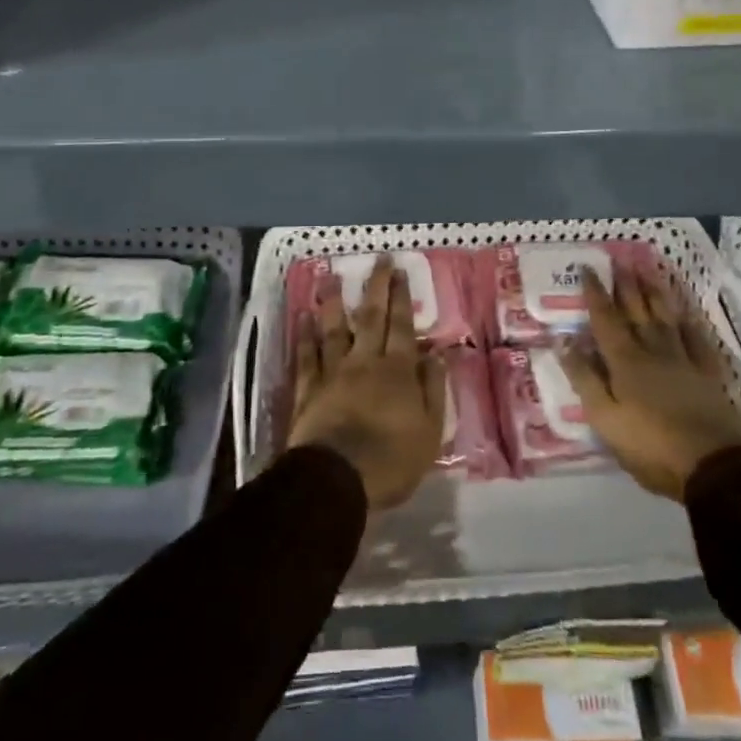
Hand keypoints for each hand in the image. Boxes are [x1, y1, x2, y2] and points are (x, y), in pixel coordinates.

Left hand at [287, 255, 445, 510]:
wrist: (337, 479)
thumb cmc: (392, 460)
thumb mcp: (430, 431)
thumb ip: (433, 389)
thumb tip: (436, 354)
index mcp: (397, 371)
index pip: (402, 325)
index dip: (401, 297)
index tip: (399, 271)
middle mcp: (365, 362)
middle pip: (371, 318)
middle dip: (376, 287)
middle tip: (378, 260)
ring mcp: (333, 373)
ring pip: (334, 330)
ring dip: (334, 303)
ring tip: (332, 278)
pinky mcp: (308, 390)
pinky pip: (306, 357)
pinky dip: (305, 337)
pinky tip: (304, 319)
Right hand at [559, 264, 740, 500]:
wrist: (716, 467)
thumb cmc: (651, 446)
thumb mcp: (605, 418)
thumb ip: (584, 378)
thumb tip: (563, 340)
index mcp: (624, 361)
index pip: (605, 319)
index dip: (595, 293)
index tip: (588, 267)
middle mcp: (653, 351)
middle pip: (637, 310)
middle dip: (626, 283)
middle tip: (619, 258)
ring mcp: (684, 360)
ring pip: (666, 317)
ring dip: (655, 291)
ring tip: (648, 269)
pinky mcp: (708, 374)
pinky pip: (697, 337)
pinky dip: (689, 320)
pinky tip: (686, 310)